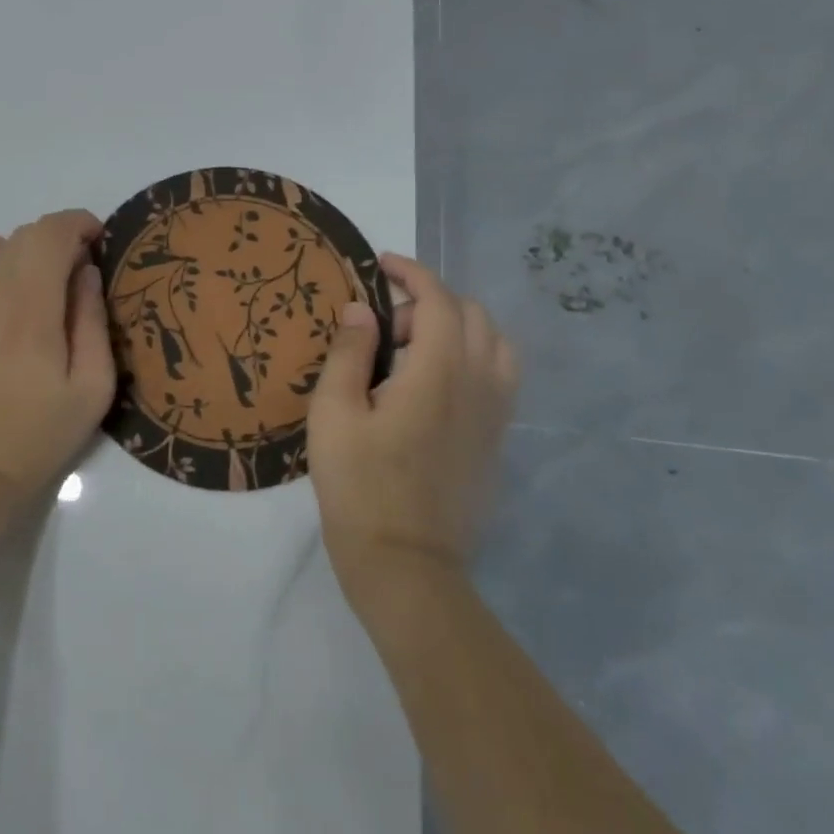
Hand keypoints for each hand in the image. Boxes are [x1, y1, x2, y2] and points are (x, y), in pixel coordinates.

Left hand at [0, 209, 116, 516]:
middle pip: (24, 234)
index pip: (52, 231)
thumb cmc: (37, 434)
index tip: (97, 243)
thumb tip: (86, 271)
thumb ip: (93, 319)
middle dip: (55, 244)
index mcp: (30, 304)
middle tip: (71, 281)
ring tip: (29, 296)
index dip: (80, 225)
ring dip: (18, 257)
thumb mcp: (92, 386)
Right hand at [307, 253, 518, 606]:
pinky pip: (499, 376)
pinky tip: (433, 385)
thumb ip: (349, 352)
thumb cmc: (360, 487)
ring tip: (413, 351)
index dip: (412, 273)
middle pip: (471, 315)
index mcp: (439, 373)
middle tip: (384, 329)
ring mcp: (495, 416)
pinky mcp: (496, 442)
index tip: (382, 265)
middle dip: (428, 303)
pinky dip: (472, 357)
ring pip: (495, 344)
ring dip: (457, 328)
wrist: (406, 568)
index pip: (439, 300)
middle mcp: (479, 385)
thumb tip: (360, 309)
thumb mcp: (334, 413)